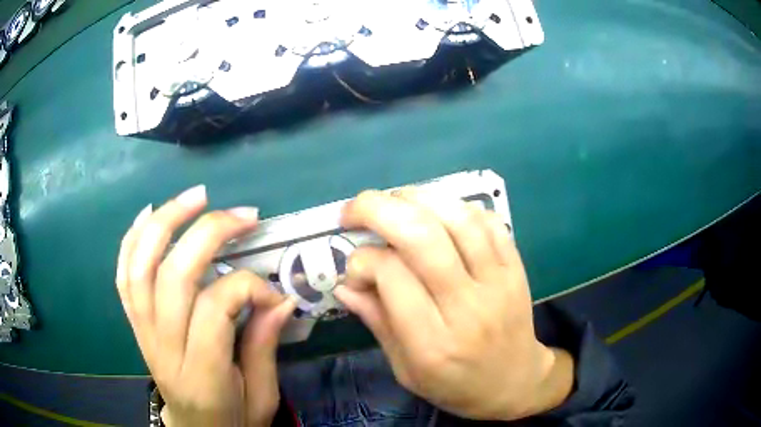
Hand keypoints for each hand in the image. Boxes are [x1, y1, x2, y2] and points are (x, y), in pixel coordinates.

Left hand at [116, 185, 295, 426]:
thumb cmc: (233, 419)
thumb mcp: (262, 397)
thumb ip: (264, 348)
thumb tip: (281, 299)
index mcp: (200, 375)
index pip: (213, 309)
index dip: (247, 287)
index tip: (274, 293)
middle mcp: (163, 348)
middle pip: (173, 276)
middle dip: (209, 233)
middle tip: (244, 214)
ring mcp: (142, 332)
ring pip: (141, 265)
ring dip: (166, 222)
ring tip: (197, 197)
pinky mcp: (135, 323)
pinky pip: (124, 274)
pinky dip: (133, 238)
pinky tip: (150, 213)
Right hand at [334, 188, 573, 420]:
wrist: (515, 382)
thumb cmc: (455, 385)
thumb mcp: (406, 369)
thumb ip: (376, 322)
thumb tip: (343, 283)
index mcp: (433, 343)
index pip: (392, 275)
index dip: (362, 260)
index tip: (355, 269)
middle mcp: (467, 307)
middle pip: (422, 237)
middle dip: (378, 209)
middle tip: (354, 209)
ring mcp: (498, 282)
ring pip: (457, 219)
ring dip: (417, 198)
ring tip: (394, 201)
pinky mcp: (516, 268)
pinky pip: (489, 222)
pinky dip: (458, 207)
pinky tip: (438, 215)